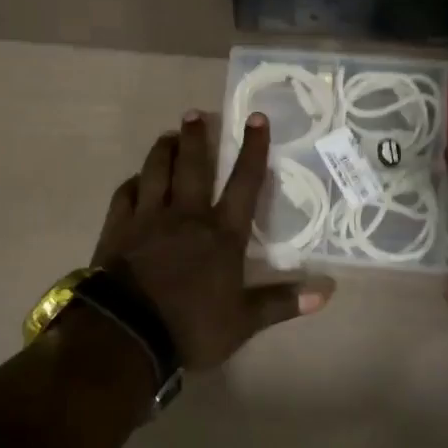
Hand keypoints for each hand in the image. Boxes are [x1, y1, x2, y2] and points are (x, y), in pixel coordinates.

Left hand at [92, 110, 331, 370]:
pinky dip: (133, 183)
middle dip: (196, 137)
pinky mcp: (118, 227)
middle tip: (195, 114)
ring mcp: (148, 218)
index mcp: (221, 233)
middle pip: (192, 166)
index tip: (256, 118)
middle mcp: (186, 215)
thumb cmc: (190, 326)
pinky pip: (125, 194)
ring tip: (167, 135)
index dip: (253, 149)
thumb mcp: (243, 321)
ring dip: (162, 150)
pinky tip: (135, 179)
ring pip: (155, 171)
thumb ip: (283, 302)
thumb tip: (329, 290)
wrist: (127, 333)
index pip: (244, 183)